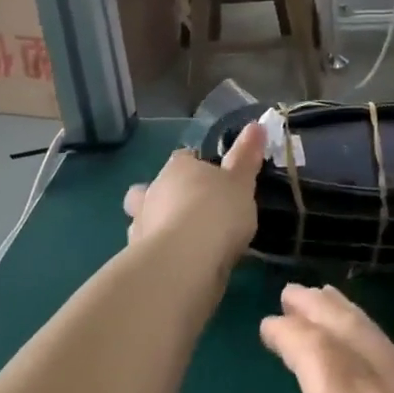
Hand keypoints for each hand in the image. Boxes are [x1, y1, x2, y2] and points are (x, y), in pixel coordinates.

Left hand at [121, 124, 263, 275]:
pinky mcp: (137, 262)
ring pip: (142, 221)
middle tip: (186, 210)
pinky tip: (178, 266)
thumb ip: (246, 157)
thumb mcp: (241, 182)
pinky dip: (160, 256)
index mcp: (178, 168)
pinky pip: (148, 253)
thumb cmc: (216, 212)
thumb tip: (256, 125)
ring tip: (182, 242)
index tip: (211, 178)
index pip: (183, 158)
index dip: (194, 166)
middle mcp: (153, 192)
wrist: (183, 264)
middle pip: (150, 188)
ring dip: (156, 227)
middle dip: (162, 197)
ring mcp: (140, 228)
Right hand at [247, 285, 393, 392]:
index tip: (268, 320)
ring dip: (356, 324)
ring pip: (389, 349)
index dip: (292, 335)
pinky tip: (376, 362)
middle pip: (360, 338)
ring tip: (331, 306)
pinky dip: (382, 349)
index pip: (321, 359)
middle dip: (325, 310)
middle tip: (296, 290)